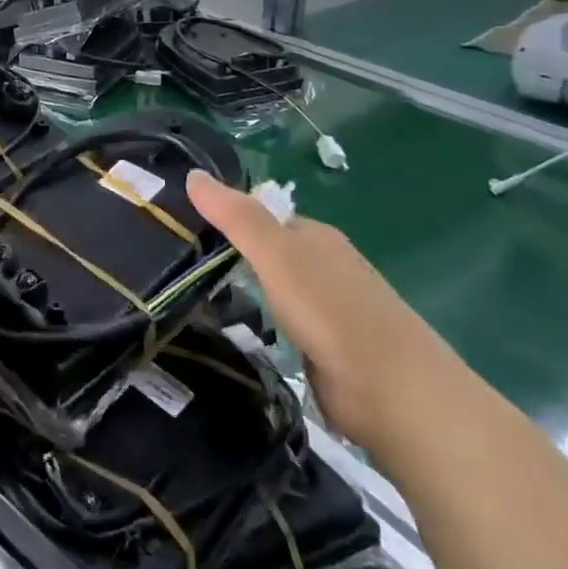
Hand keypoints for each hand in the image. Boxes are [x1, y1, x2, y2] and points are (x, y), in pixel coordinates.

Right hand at [187, 171, 457, 451]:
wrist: (393, 394)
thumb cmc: (332, 311)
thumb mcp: (277, 254)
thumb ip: (236, 217)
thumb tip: (192, 174)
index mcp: (316, 238)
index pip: (261, 215)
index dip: (223, 215)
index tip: (178, 222)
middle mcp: (323, 268)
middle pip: (266, 251)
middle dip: (226, 253)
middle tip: (174, 258)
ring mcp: (325, 312)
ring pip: (270, 290)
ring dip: (238, 290)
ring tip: (188, 293)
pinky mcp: (322, 351)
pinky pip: (277, 325)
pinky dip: (254, 323)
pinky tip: (228, 329)